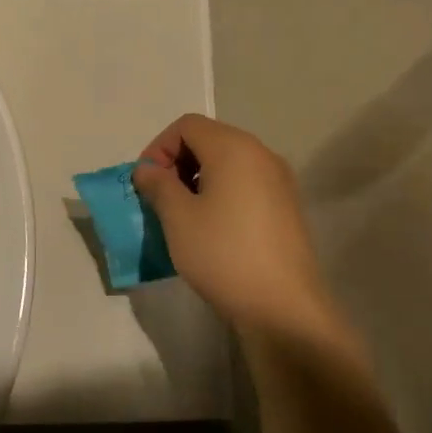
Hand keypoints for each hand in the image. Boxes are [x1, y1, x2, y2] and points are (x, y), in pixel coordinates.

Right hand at [132, 115, 349, 347]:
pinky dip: (220, 194)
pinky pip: (244, 185)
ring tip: (181, 216)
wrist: (282, 307)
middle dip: (176, 163)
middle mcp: (261, 154)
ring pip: (227, 164)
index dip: (158, 148)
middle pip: (208, 140)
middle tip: (159, 199)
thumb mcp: (178, 218)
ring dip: (196, 180)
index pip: (187, 125)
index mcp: (234, 148)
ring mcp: (278, 181)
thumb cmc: (223, 254)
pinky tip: (210, 229)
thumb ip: (158, 184)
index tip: (146, 183)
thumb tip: (147, 169)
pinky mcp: (285, 207)